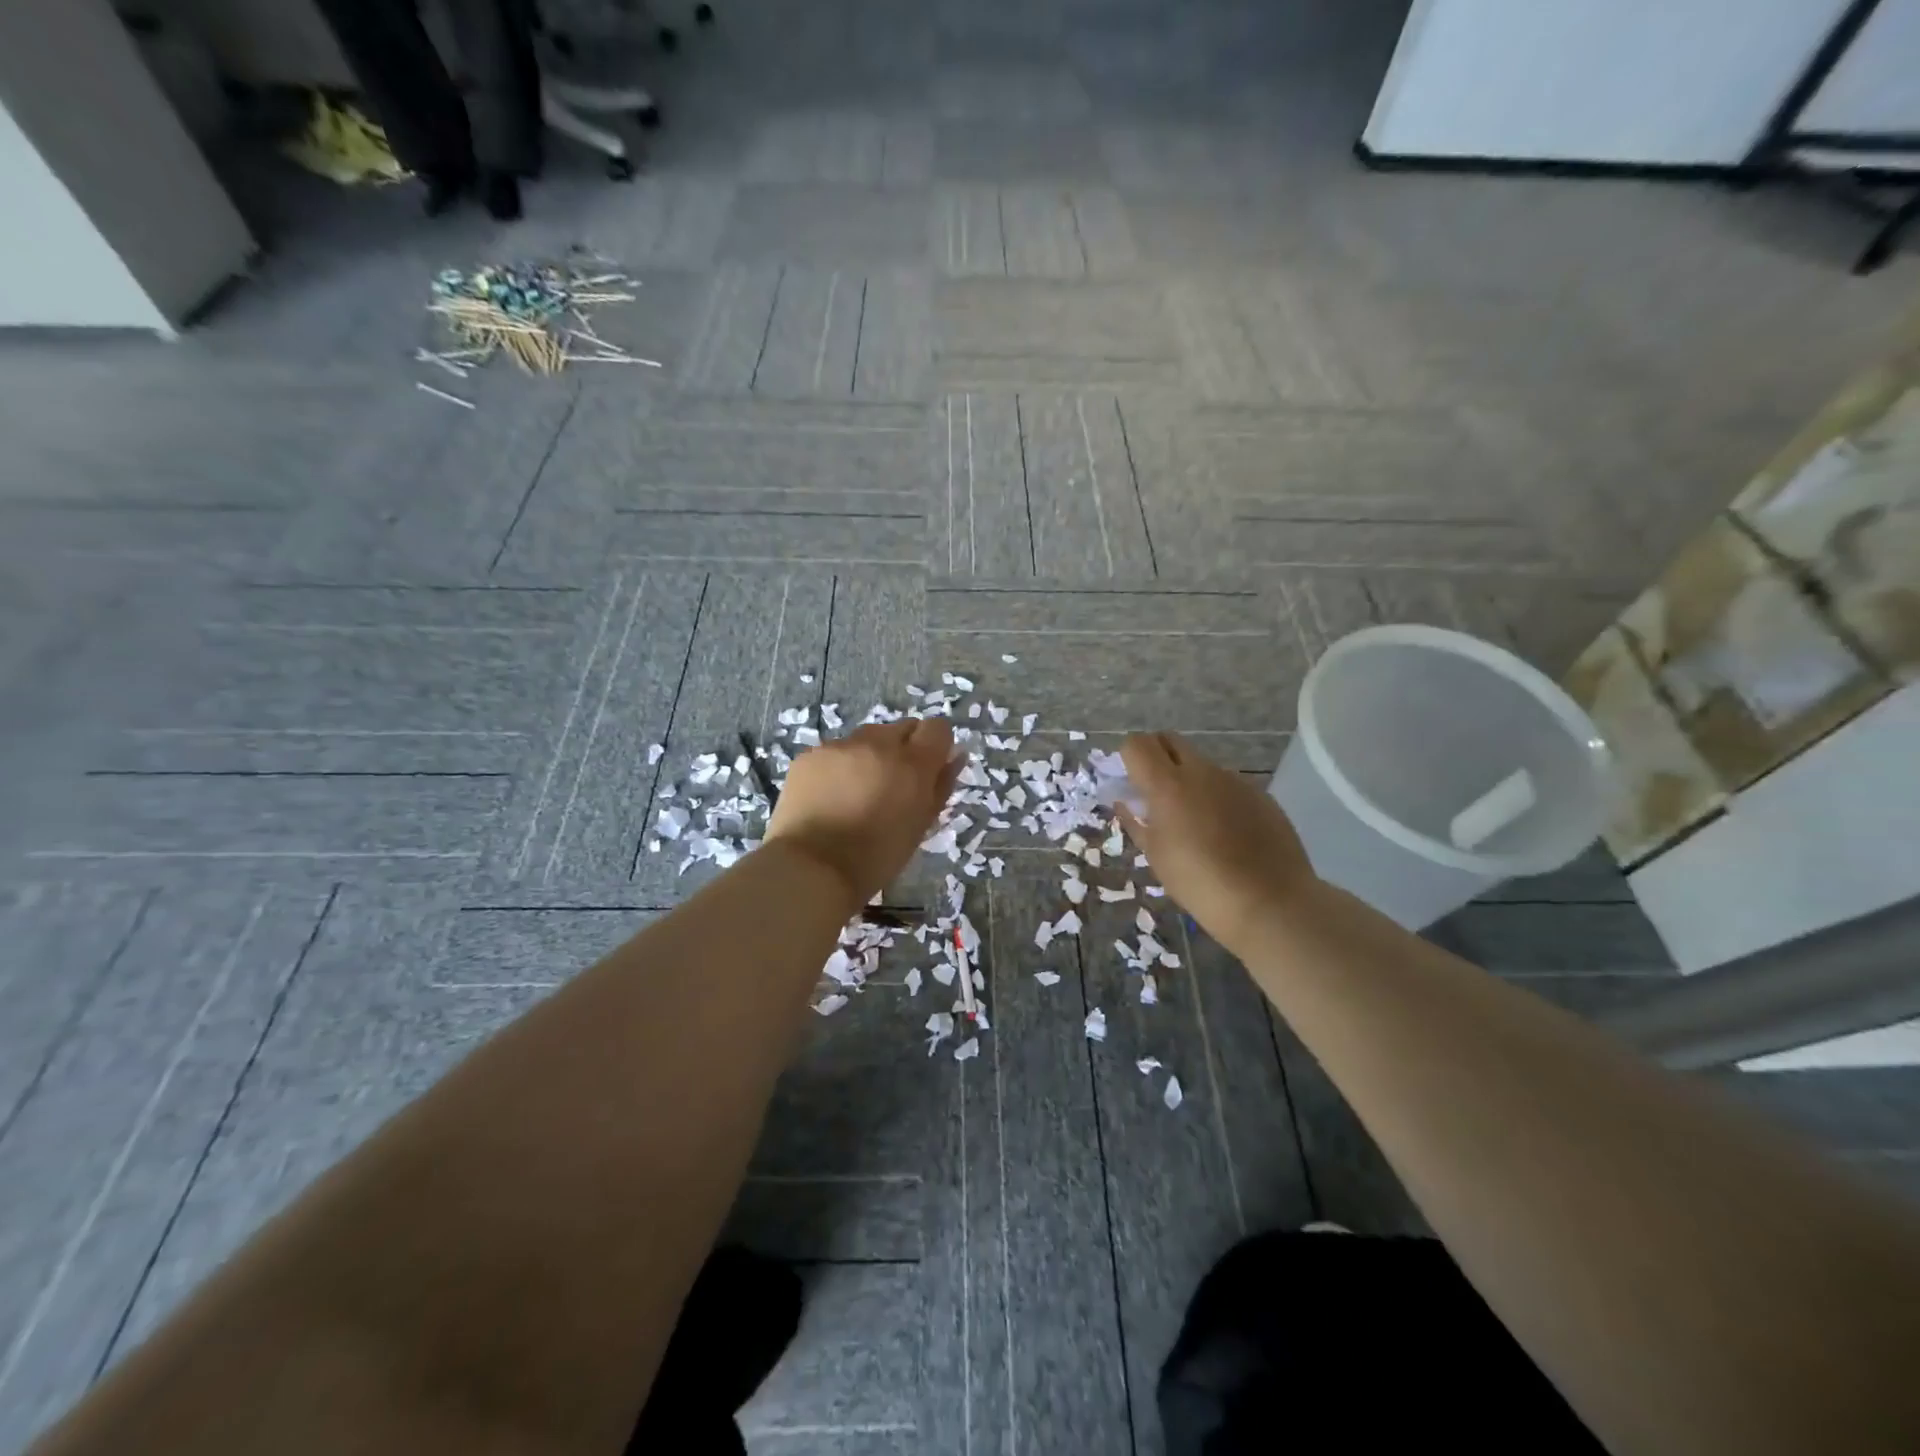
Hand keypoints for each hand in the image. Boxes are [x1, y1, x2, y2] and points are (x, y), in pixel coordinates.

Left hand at [764, 718, 959, 907]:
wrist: (811, 868)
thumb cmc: (877, 856)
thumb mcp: (920, 825)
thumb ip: (941, 785)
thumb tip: (955, 756)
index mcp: (913, 763)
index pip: (938, 728)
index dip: (936, 745)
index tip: (929, 768)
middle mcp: (878, 743)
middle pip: (902, 728)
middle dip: (903, 749)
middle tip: (892, 785)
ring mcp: (841, 746)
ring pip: (866, 738)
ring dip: (870, 756)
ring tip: (857, 793)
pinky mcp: (811, 755)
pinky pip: (835, 751)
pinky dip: (838, 766)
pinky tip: (829, 797)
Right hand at [1116, 732, 1320, 952]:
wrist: (1268, 902)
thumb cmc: (1199, 882)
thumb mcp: (1156, 856)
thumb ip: (1136, 822)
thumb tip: (1125, 803)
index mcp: (1167, 785)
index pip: (1137, 744)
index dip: (1129, 758)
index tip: (1131, 783)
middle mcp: (1201, 772)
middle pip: (1170, 741)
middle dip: (1156, 757)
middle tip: (1155, 793)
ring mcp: (1235, 780)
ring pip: (1201, 765)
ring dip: (1189, 781)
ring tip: (1196, 823)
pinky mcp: (1260, 794)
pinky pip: (1228, 785)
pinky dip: (1217, 798)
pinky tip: (1227, 834)